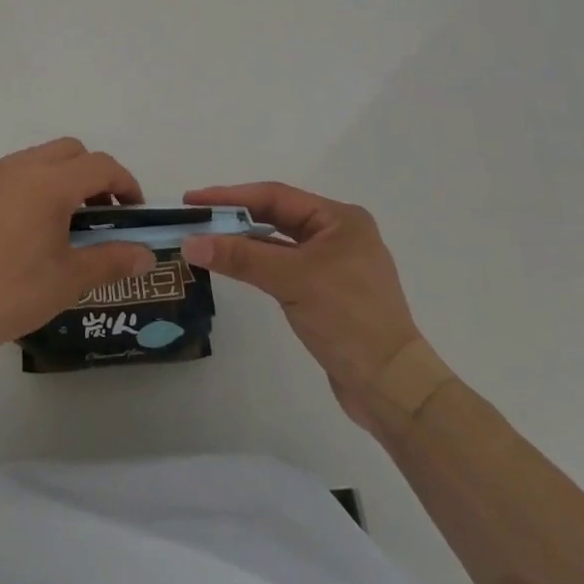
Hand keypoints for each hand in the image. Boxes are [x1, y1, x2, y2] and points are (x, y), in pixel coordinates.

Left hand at [0, 139, 157, 362]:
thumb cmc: (8, 294)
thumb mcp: (68, 281)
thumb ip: (112, 261)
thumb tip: (146, 254)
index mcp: (49, 184)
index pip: (100, 165)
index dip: (125, 182)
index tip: (132, 210)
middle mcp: (16, 168)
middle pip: (67, 151)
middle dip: (90, 174)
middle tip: (96, 215)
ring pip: (30, 161)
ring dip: (53, 180)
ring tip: (53, 226)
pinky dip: (17, 192)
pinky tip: (8, 234)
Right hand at [182, 183, 420, 431]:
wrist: (392, 387)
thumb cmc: (347, 319)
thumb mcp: (291, 280)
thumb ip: (240, 257)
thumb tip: (190, 243)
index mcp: (340, 219)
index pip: (275, 196)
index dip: (231, 196)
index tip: (192, 199)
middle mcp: (339, 235)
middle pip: (277, 216)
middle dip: (235, 217)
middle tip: (194, 218)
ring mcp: (335, 265)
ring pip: (279, 243)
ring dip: (244, 242)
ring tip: (206, 240)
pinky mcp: (328, 293)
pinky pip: (285, 267)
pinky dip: (258, 264)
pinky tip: (234, 267)